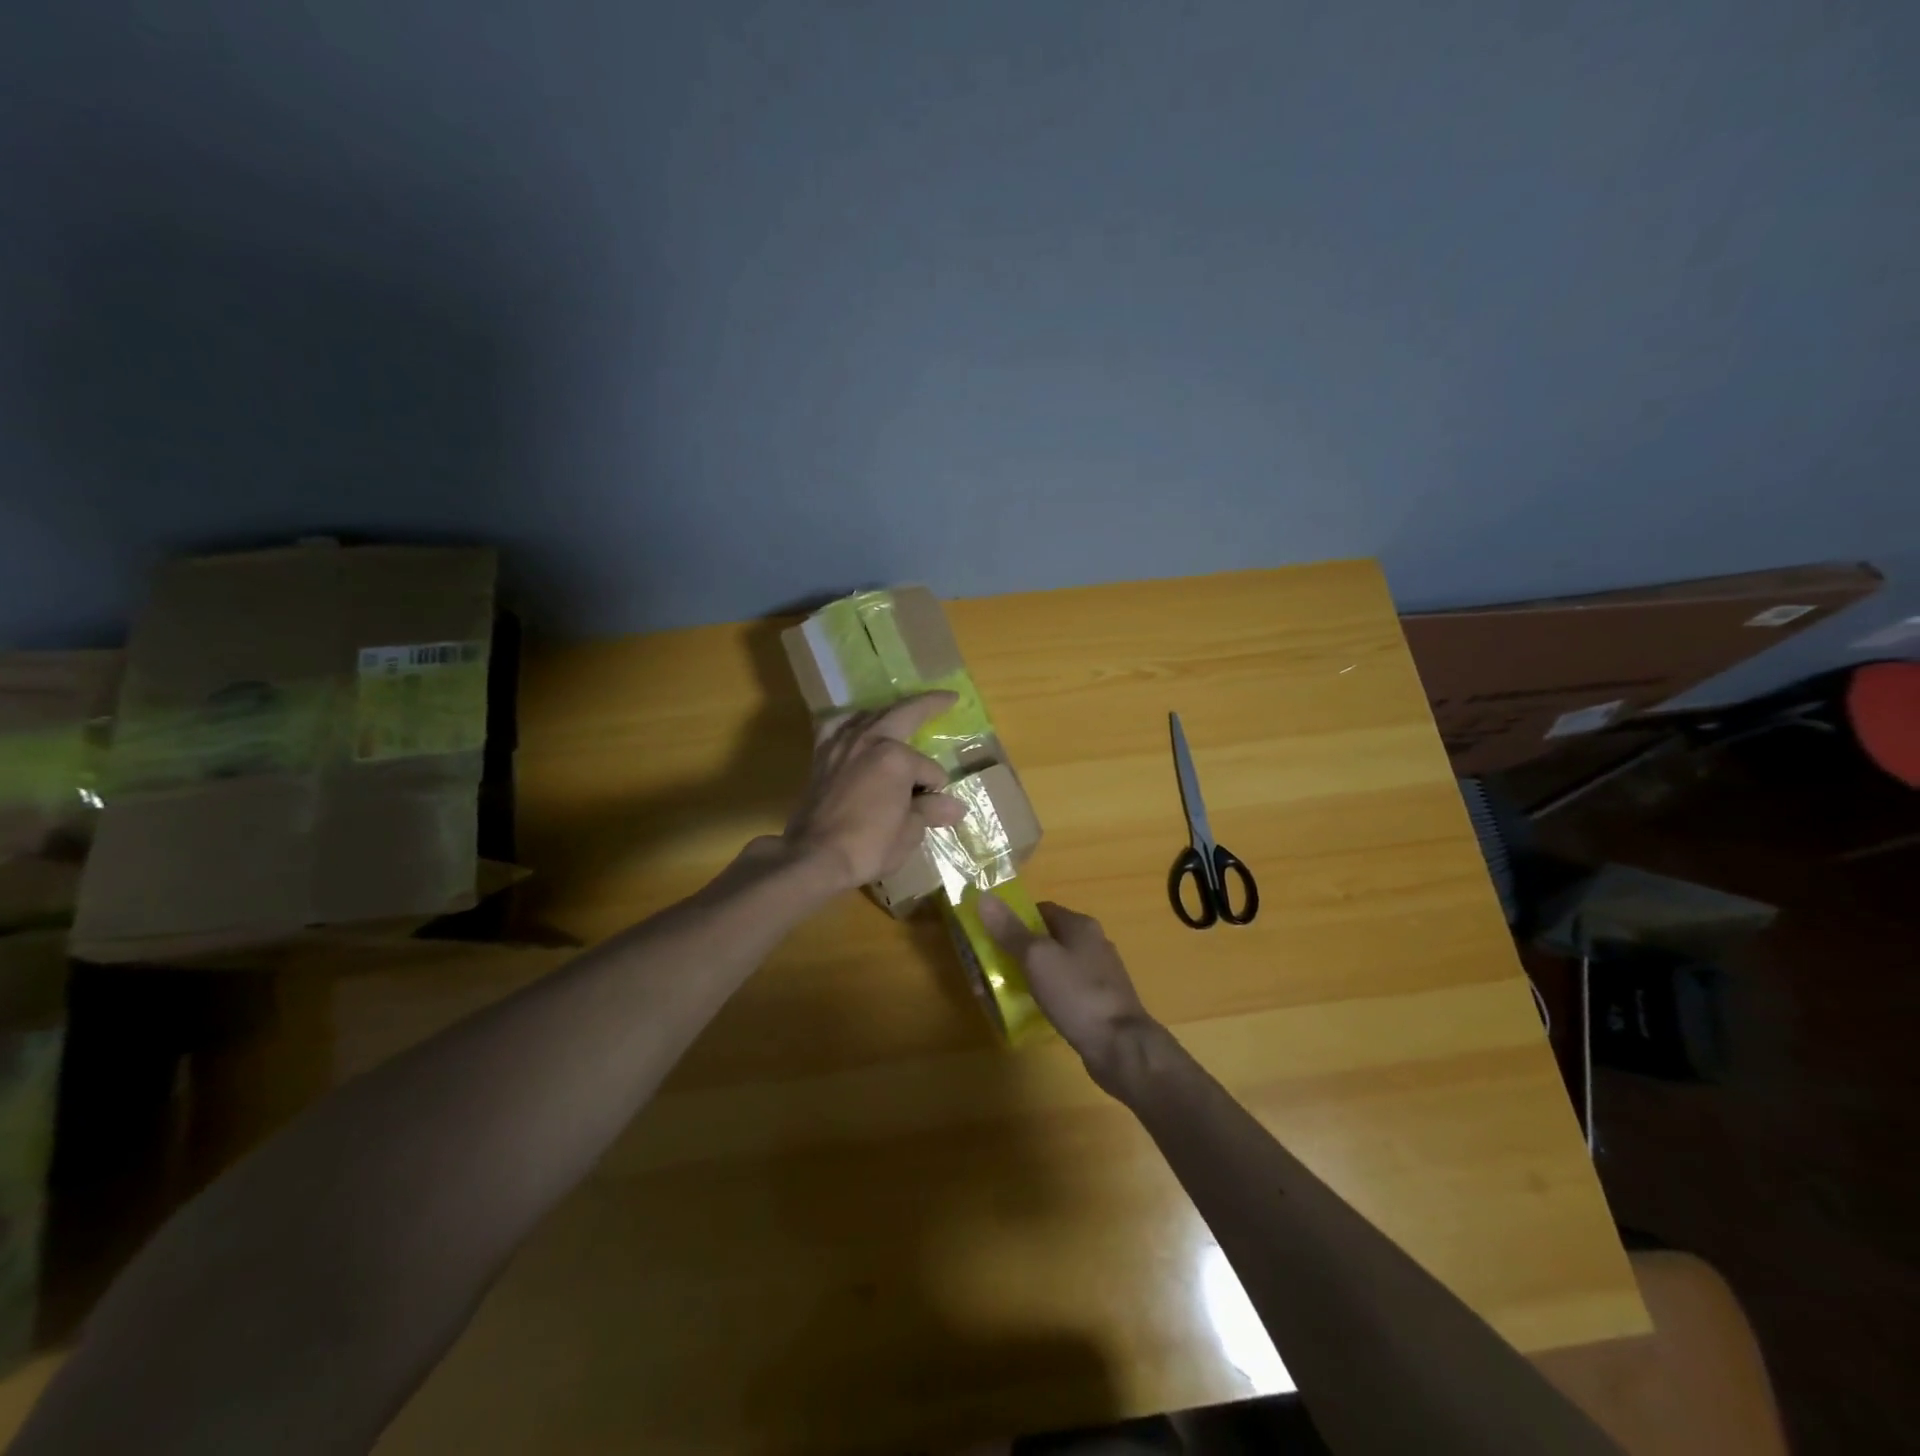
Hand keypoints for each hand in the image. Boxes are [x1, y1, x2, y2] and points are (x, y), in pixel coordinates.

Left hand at [783, 692, 968, 892]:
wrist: (814, 857)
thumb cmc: (869, 845)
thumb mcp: (909, 831)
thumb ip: (930, 810)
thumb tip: (956, 807)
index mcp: (896, 757)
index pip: (929, 769)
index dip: (935, 789)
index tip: (933, 807)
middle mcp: (868, 740)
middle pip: (904, 715)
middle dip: (929, 705)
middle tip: (947, 698)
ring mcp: (841, 745)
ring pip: (869, 716)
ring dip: (890, 712)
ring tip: (902, 713)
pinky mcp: (821, 756)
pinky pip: (836, 727)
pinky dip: (849, 722)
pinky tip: (854, 726)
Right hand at [978, 897, 1163, 1093]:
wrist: (1120, 1047)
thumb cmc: (1076, 994)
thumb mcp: (1036, 958)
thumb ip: (1010, 930)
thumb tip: (984, 897)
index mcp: (1080, 925)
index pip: (1041, 910)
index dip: (1014, 920)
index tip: (990, 937)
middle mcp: (1093, 943)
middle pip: (1047, 938)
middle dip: (1019, 951)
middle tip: (993, 969)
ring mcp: (1100, 974)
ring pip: (1056, 966)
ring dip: (1032, 975)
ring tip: (1008, 992)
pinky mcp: (1101, 1002)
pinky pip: (1066, 990)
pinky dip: (1048, 995)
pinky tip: (1035, 1010)